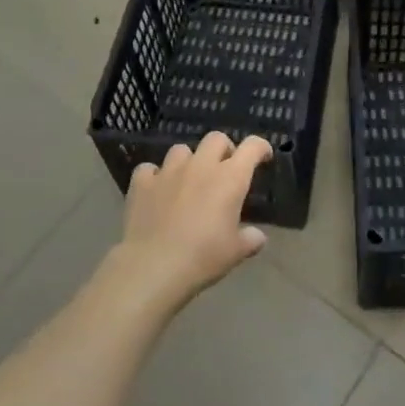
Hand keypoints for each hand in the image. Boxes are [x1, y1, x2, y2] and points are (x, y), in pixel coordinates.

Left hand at [117, 131, 272, 309]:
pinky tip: (156, 191)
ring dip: (189, 161)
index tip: (262, 157)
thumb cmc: (203, 257)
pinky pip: (149, 169)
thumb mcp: (236, 252)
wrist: (153, 266)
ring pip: (181, 149)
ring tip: (188, 180)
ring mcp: (168, 171)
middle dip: (224, 149)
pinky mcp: (142, 183)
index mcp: (230, 178)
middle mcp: (200, 166)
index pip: (252, 147)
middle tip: (224, 170)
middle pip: (216, 139)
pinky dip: (154, 176)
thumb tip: (257, 236)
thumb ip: (250, 239)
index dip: (260, 147)